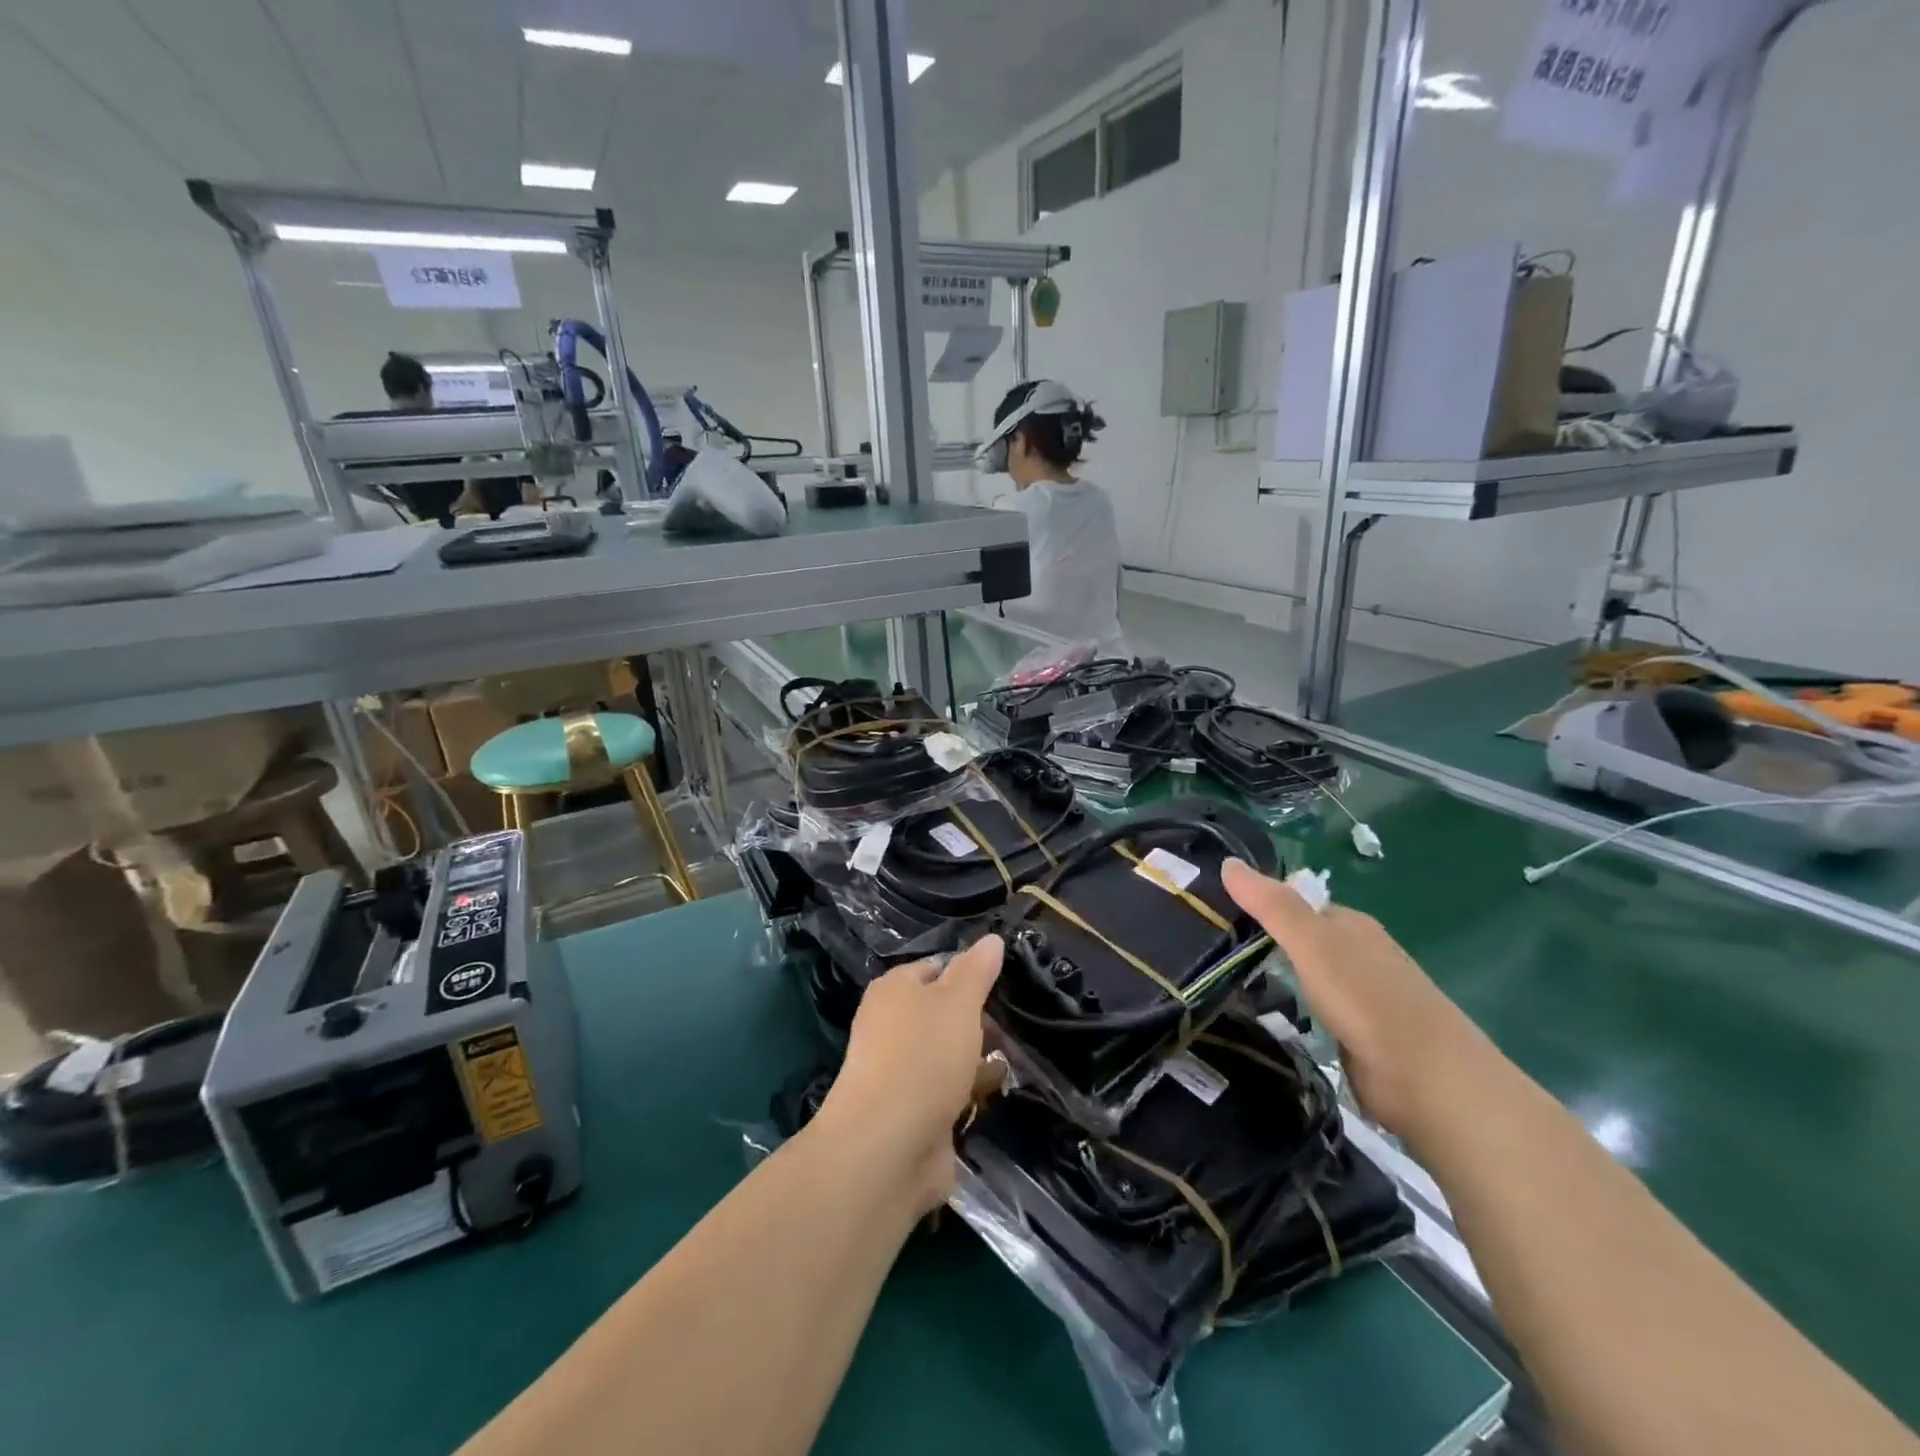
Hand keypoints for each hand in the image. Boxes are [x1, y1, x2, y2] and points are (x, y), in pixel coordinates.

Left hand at [816, 934, 1004, 1212]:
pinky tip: (997, 1092)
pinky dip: (972, 1089)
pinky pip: (949, 1090)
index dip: (969, 972)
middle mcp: (893, 1025)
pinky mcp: (913, 1111)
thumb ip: (976, 970)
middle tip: (1014, 1026)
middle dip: (979, 1018)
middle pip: (943, 1012)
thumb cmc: (923, 1057)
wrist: (887, 1146)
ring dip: (979, 1056)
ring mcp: (901, 1071)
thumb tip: (991, 939)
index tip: (1004, 982)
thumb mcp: (958, 1002)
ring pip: (948, 1052)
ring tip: (1015, 1058)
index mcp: (895, 990)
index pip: (936, 968)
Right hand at [1222, 859, 1492, 1139]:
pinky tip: (1263, 1017)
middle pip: (1301, 939)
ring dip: (1273, 978)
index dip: (1258, 903)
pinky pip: (1312, 1013)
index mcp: (1351, 926)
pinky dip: (1289, 1011)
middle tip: (1209, 946)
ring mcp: (1360, 1000)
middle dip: (1261, 941)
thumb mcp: (1312, 942)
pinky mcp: (1357, 1039)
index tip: (1213, 910)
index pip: (1296, 903)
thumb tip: (1227, 862)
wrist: (1428, 1082)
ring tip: (1223, 981)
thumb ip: (1271, 905)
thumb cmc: (1367, 999)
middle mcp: (1358, 956)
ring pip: (1305, 978)